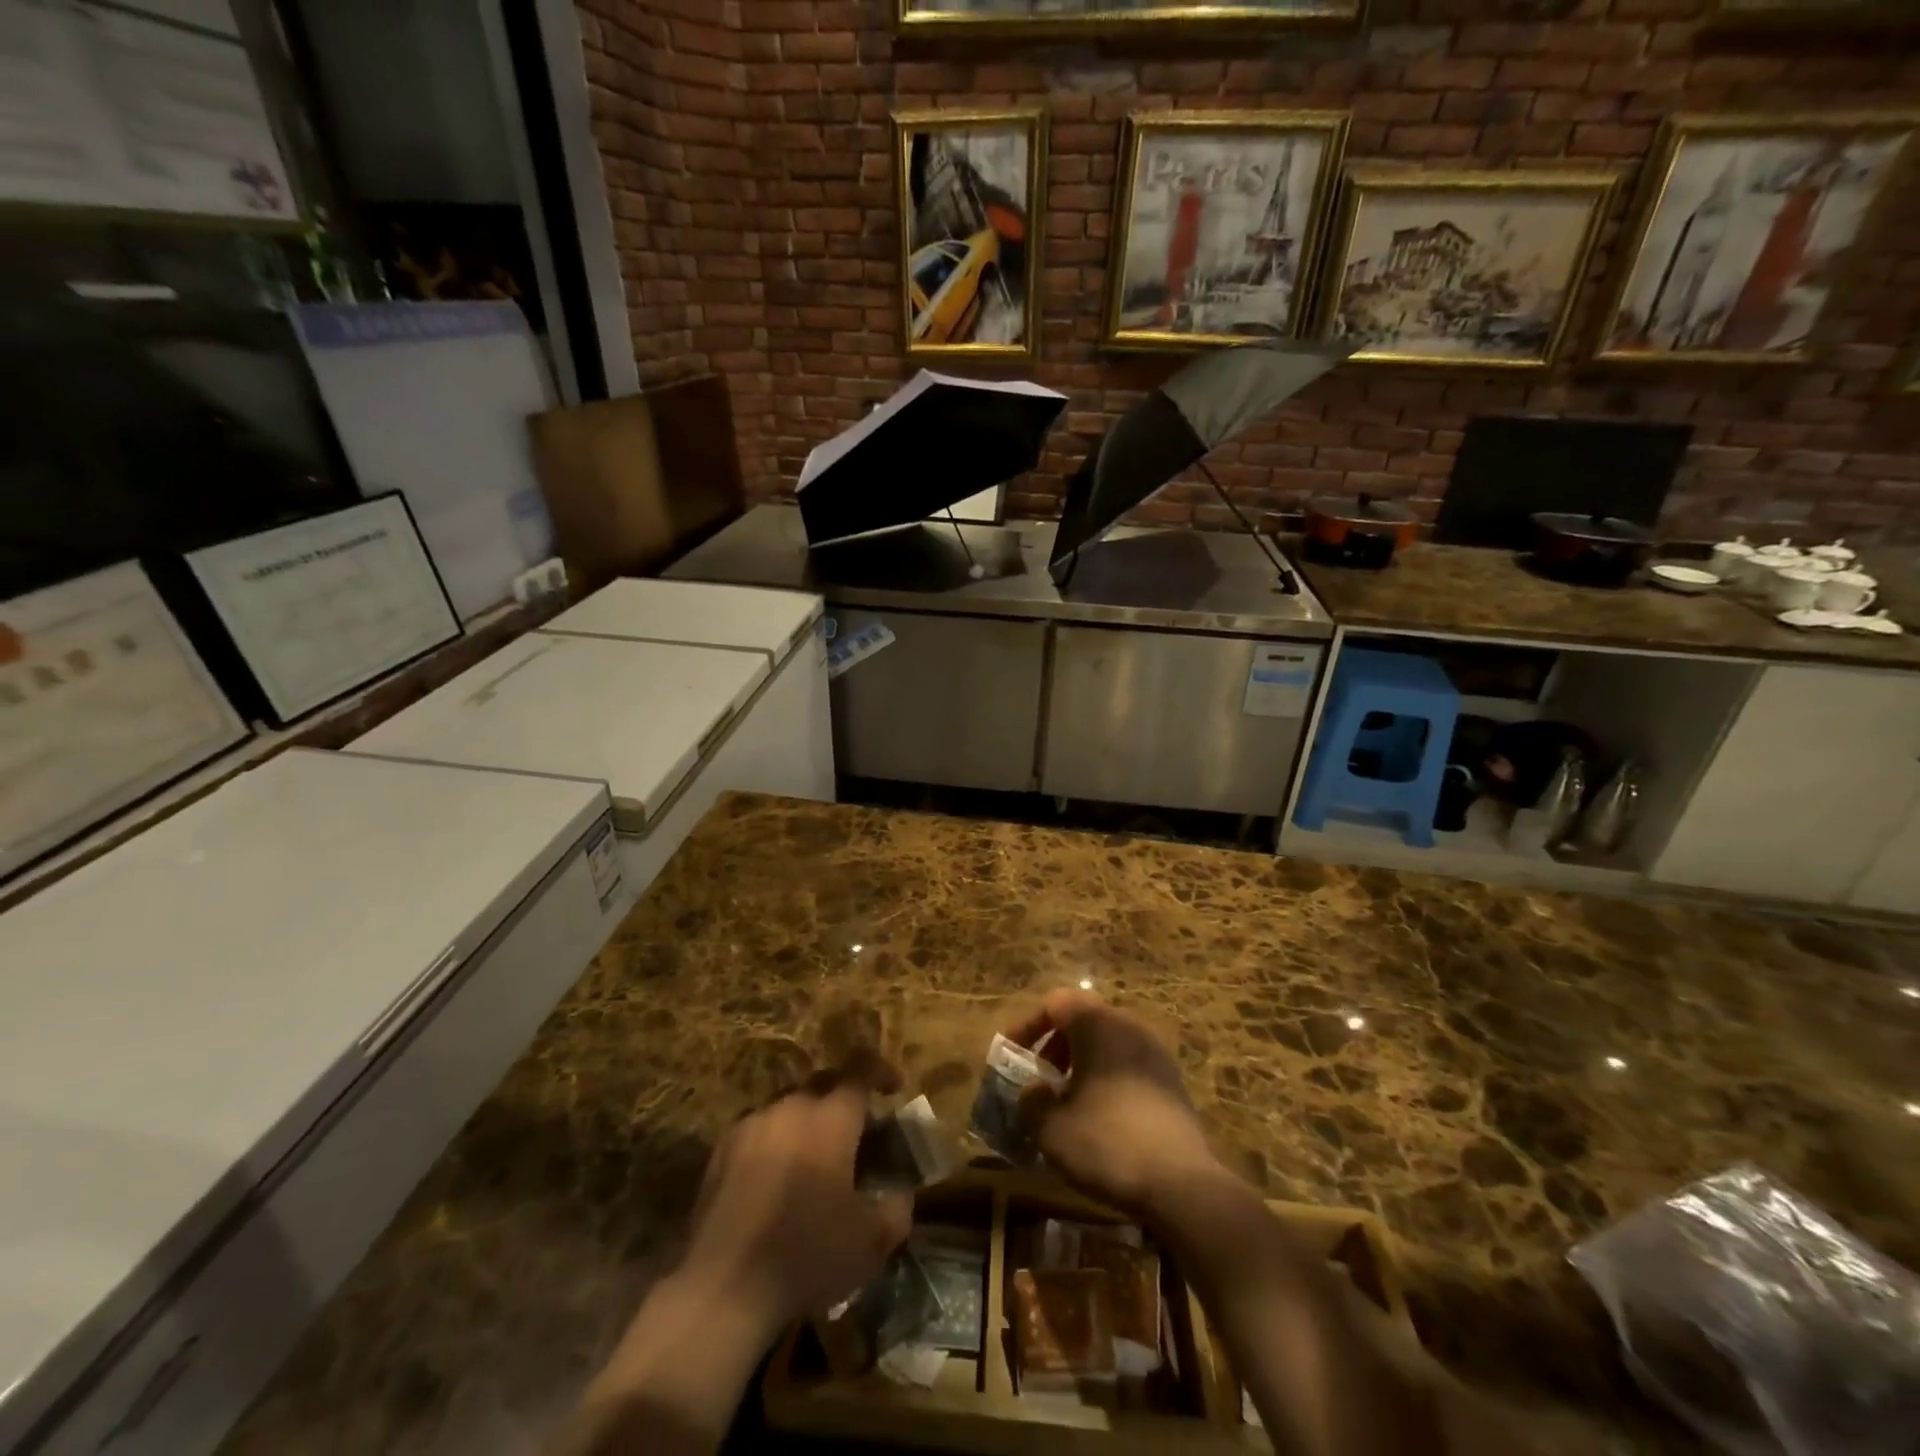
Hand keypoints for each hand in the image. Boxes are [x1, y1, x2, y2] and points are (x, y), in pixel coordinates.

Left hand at [680, 1054, 913, 1340]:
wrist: (724, 1288)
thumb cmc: (807, 1256)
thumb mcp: (871, 1243)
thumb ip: (897, 1208)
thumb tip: (902, 1191)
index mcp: (832, 1118)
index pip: (862, 1069)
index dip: (881, 1071)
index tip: (893, 1090)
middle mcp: (792, 1107)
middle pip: (824, 1083)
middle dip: (843, 1099)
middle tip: (854, 1133)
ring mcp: (753, 1124)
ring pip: (789, 1106)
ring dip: (807, 1122)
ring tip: (812, 1159)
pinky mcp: (722, 1148)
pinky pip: (759, 1129)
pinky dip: (775, 1142)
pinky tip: (774, 1179)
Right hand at [1006, 989, 1221, 1219]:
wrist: (1180, 1184)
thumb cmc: (1106, 1143)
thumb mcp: (1051, 1127)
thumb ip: (1031, 1101)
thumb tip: (1033, 1092)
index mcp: (1098, 1023)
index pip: (1055, 1003)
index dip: (1028, 1025)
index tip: (1012, 1053)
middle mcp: (1129, 1025)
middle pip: (1084, 1018)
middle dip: (1056, 1044)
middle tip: (1040, 1077)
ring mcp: (1156, 1051)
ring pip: (1108, 1041)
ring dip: (1082, 1061)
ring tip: (1067, 1098)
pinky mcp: (1172, 1080)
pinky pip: (1129, 1063)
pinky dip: (1107, 1076)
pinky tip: (1099, 1114)